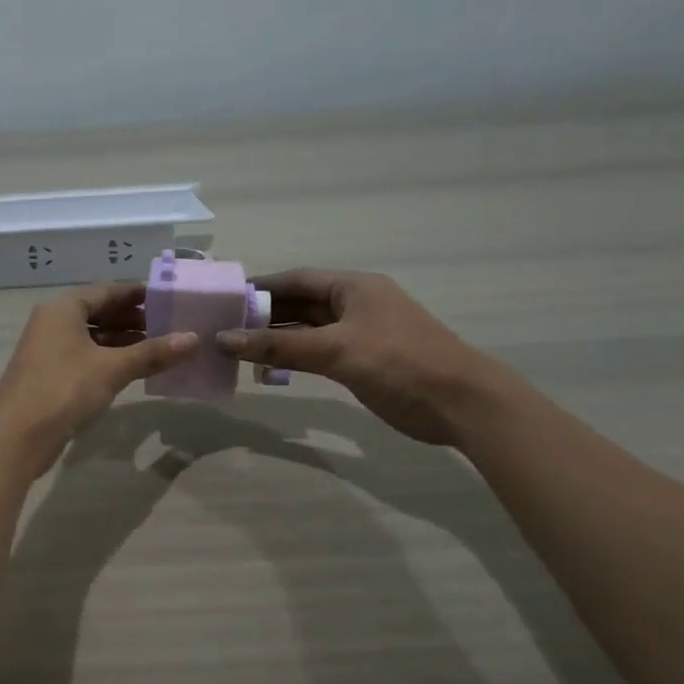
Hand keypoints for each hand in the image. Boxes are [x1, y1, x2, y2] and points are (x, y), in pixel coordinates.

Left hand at [0, 282, 198, 472]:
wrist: (16, 437)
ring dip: (121, 341)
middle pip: (98, 312)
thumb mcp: (112, 368)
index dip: (138, 294)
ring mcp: (48, 349)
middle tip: (169, 326)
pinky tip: (131, 370)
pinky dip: (107, 359)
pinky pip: (84, 357)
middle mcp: (52, 322)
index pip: (107, 291)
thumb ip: (152, 353)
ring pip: (91, 337)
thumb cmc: (63, 389)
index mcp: (63, 308)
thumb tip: (194, 339)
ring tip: (157, 349)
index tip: (168, 299)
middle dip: (132, 319)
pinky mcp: (48, 375)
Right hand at [216, 267, 508, 445]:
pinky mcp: (362, 362)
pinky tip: (268, 369)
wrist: (461, 404)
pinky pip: (317, 353)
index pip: (296, 280)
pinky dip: (293, 358)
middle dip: (263, 316)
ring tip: (236, 350)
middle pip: (299, 305)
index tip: (224, 300)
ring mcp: (359, 334)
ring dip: (276, 340)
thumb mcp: (335, 350)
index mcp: (352, 287)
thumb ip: (278, 346)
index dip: (260, 288)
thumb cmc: (399, 362)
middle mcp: (354, 304)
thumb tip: (222, 339)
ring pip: (307, 331)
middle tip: (222, 328)